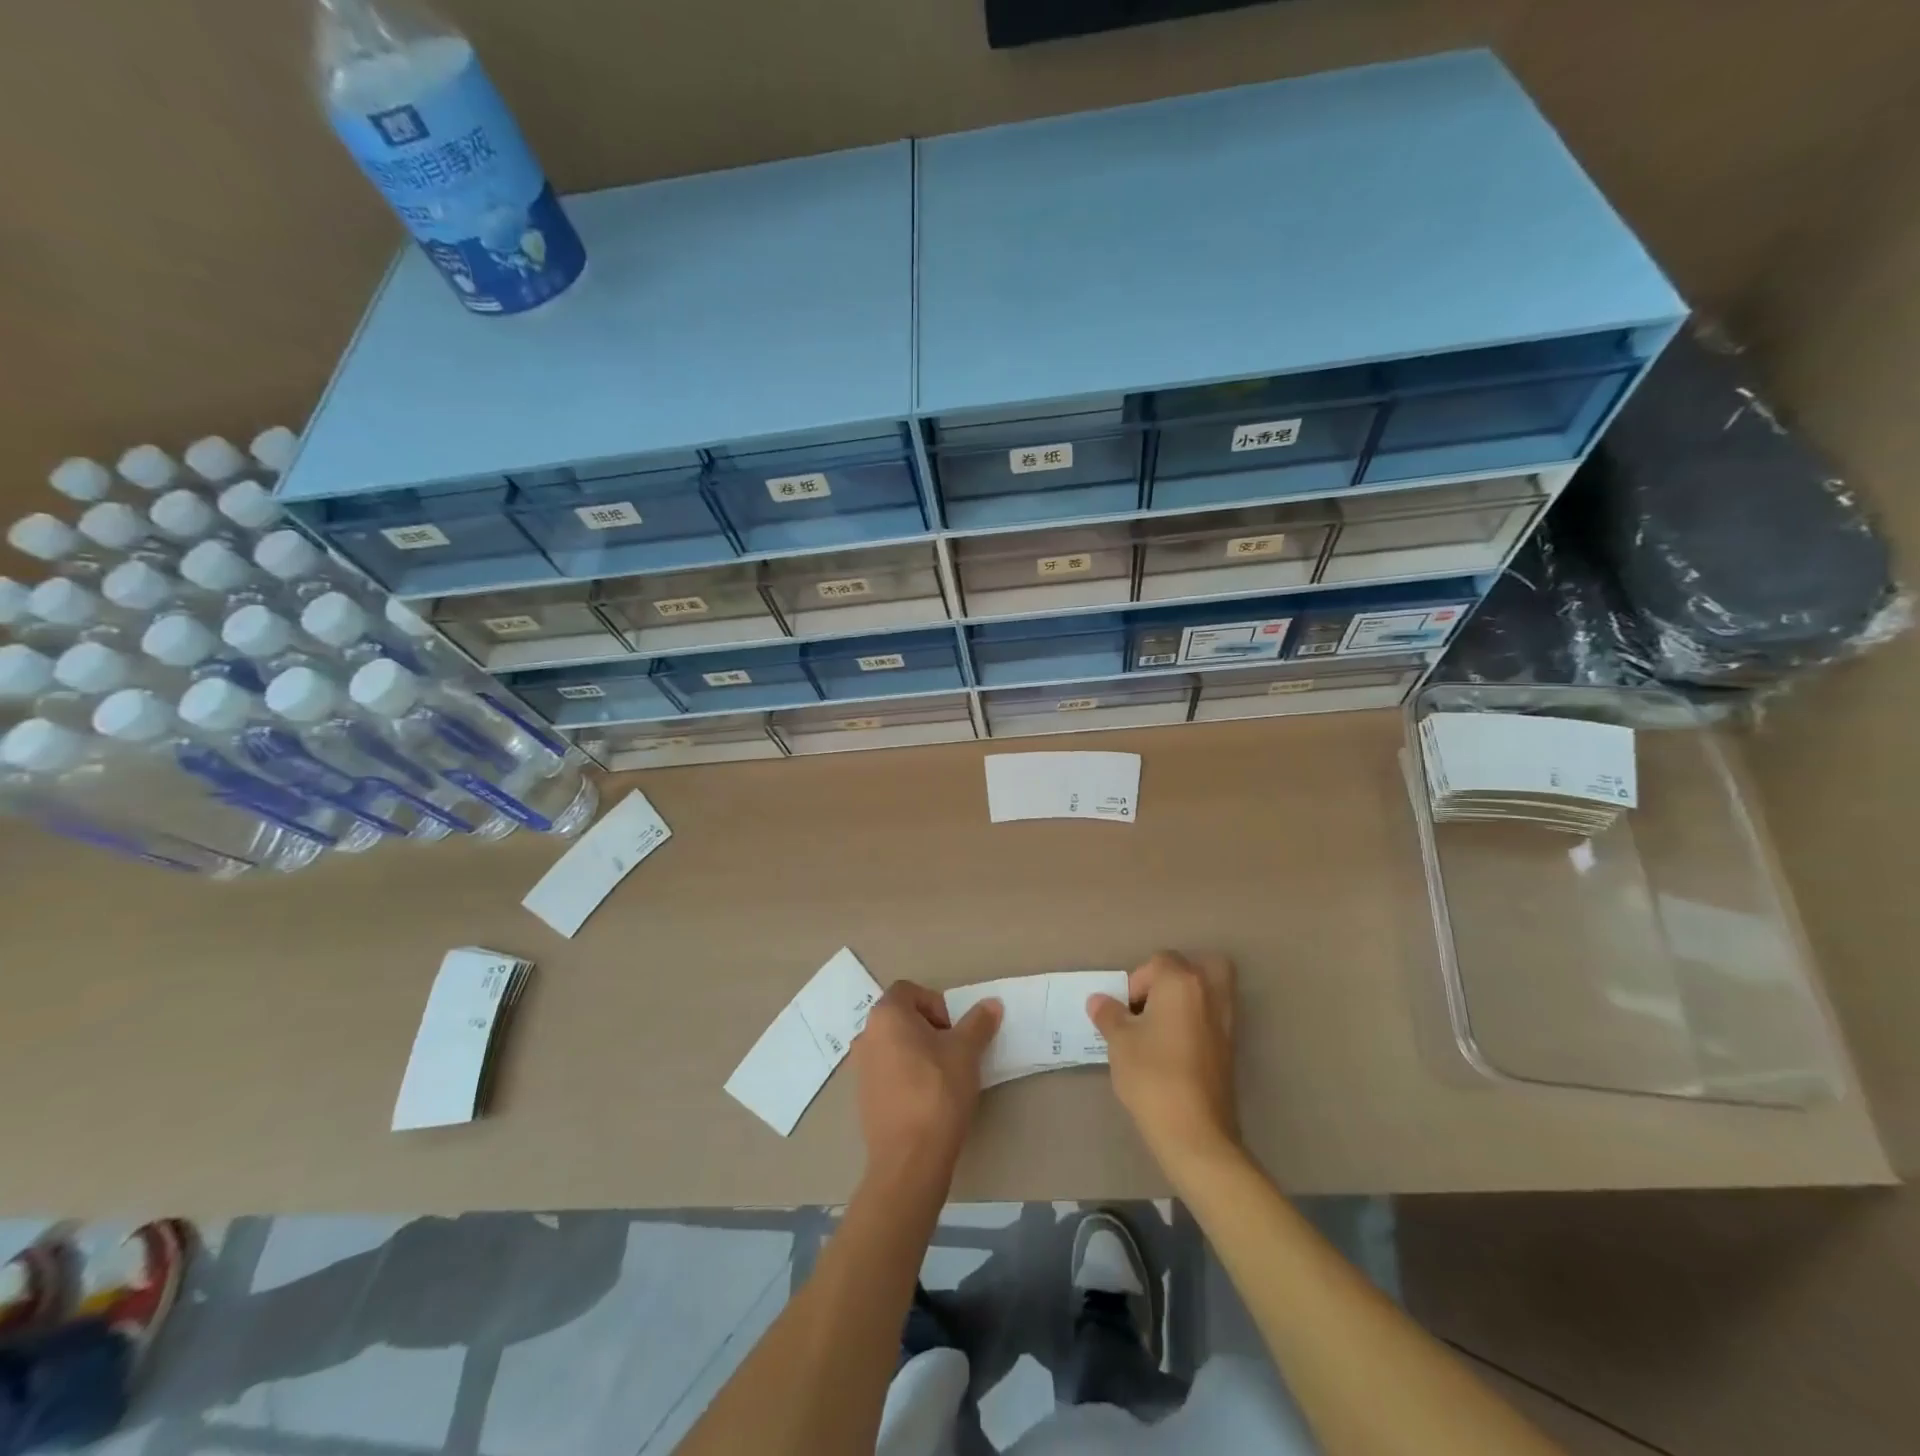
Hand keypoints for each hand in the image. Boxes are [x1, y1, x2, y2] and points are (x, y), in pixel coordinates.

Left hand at [852, 981, 1001, 1177]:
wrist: (909, 1158)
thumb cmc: (938, 1091)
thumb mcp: (966, 1051)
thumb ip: (978, 1023)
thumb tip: (992, 1004)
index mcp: (886, 1015)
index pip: (909, 990)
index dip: (935, 1003)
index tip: (953, 1030)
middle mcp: (866, 1035)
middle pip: (900, 1017)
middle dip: (928, 1028)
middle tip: (952, 1052)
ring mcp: (860, 1068)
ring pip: (893, 1045)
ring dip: (917, 1052)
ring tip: (942, 1077)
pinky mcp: (862, 1097)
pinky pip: (886, 1072)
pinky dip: (905, 1075)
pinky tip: (926, 1099)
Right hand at [1088, 951, 1238, 1176]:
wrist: (1194, 1132)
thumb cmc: (1152, 1075)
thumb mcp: (1119, 1041)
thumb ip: (1109, 1014)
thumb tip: (1099, 1000)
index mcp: (1182, 982)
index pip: (1159, 961)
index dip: (1136, 982)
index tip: (1125, 1011)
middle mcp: (1210, 993)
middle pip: (1198, 966)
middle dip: (1174, 977)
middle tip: (1152, 1003)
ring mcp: (1226, 1022)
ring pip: (1212, 990)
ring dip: (1190, 998)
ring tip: (1162, 1025)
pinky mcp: (1231, 1049)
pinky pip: (1214, 1017)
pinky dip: (1198, 1020)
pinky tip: (1175, 1047)